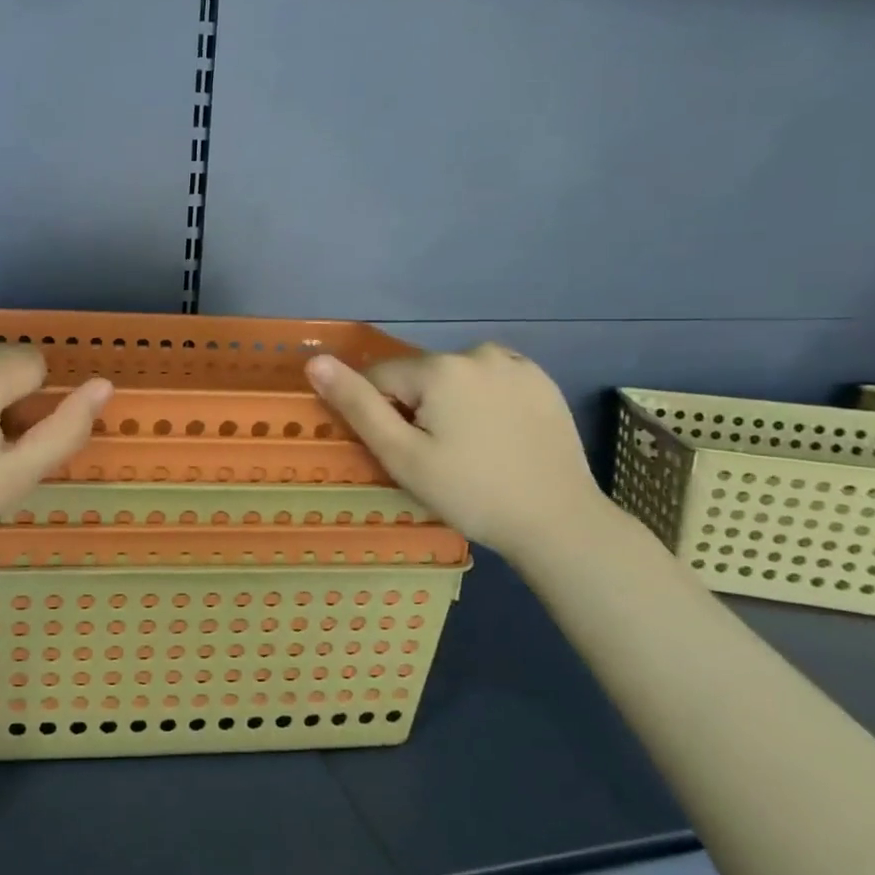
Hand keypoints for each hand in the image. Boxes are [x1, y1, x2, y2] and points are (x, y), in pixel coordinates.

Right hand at [305, 343, 604, 556]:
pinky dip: (483, 401)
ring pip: (454, 378)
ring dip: (450, 403)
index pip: (380, 379)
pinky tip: (498, 436)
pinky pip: (490, 380)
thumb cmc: (470, 492)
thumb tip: (315, 362)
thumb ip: (357, 405)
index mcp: (439, 368)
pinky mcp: (542, 380)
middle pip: (419, 377)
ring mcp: (516, 364)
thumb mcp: (402, 455)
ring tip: (471, 448)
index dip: (383, 416)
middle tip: (440, 457)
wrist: (559, 522)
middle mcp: (477, 352)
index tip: (407, 452)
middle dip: (417, 408)